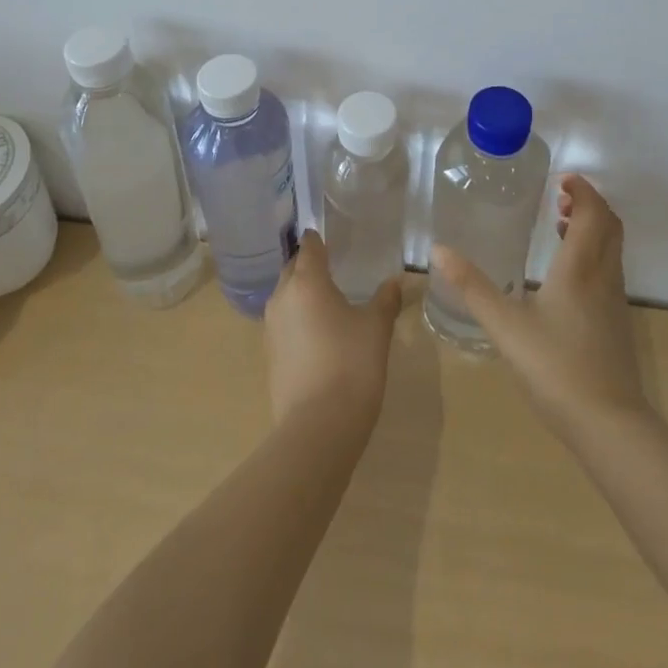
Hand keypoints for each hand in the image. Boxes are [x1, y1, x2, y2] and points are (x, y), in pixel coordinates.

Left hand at [264, 230, 403, 432]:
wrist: (318, 428)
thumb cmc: (351, 365)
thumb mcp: (377, 328)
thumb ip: (386, 299)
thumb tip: (397, 280)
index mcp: (307, 281)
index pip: (309, 246)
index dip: (319, 239)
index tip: (333, 238)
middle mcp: (282, 297)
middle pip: (292, 269)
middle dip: (309, 265)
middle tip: (334, 267)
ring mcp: (271, 328)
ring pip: (285, 297)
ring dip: (302, 293)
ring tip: (328, 300)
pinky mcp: (270, 356)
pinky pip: (283, 323)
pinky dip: (298, 319)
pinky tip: (319, 333)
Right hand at [432, 174, 646, 439]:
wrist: (609, 425)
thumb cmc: (555, 367)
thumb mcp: (505, 326)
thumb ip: (472, 287)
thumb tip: (439, 250)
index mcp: (580, 267)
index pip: (593, 212)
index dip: (582, 190)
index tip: (561, 180)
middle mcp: (603, 276)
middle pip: (609, 225)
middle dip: (589, 204)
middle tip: (560, 199)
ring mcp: (614, 301)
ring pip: (611, 249)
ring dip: (592, 229)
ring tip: (560, 228)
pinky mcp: (616, 323)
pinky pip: (609, 271)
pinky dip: (593, 254)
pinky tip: (565, 277)